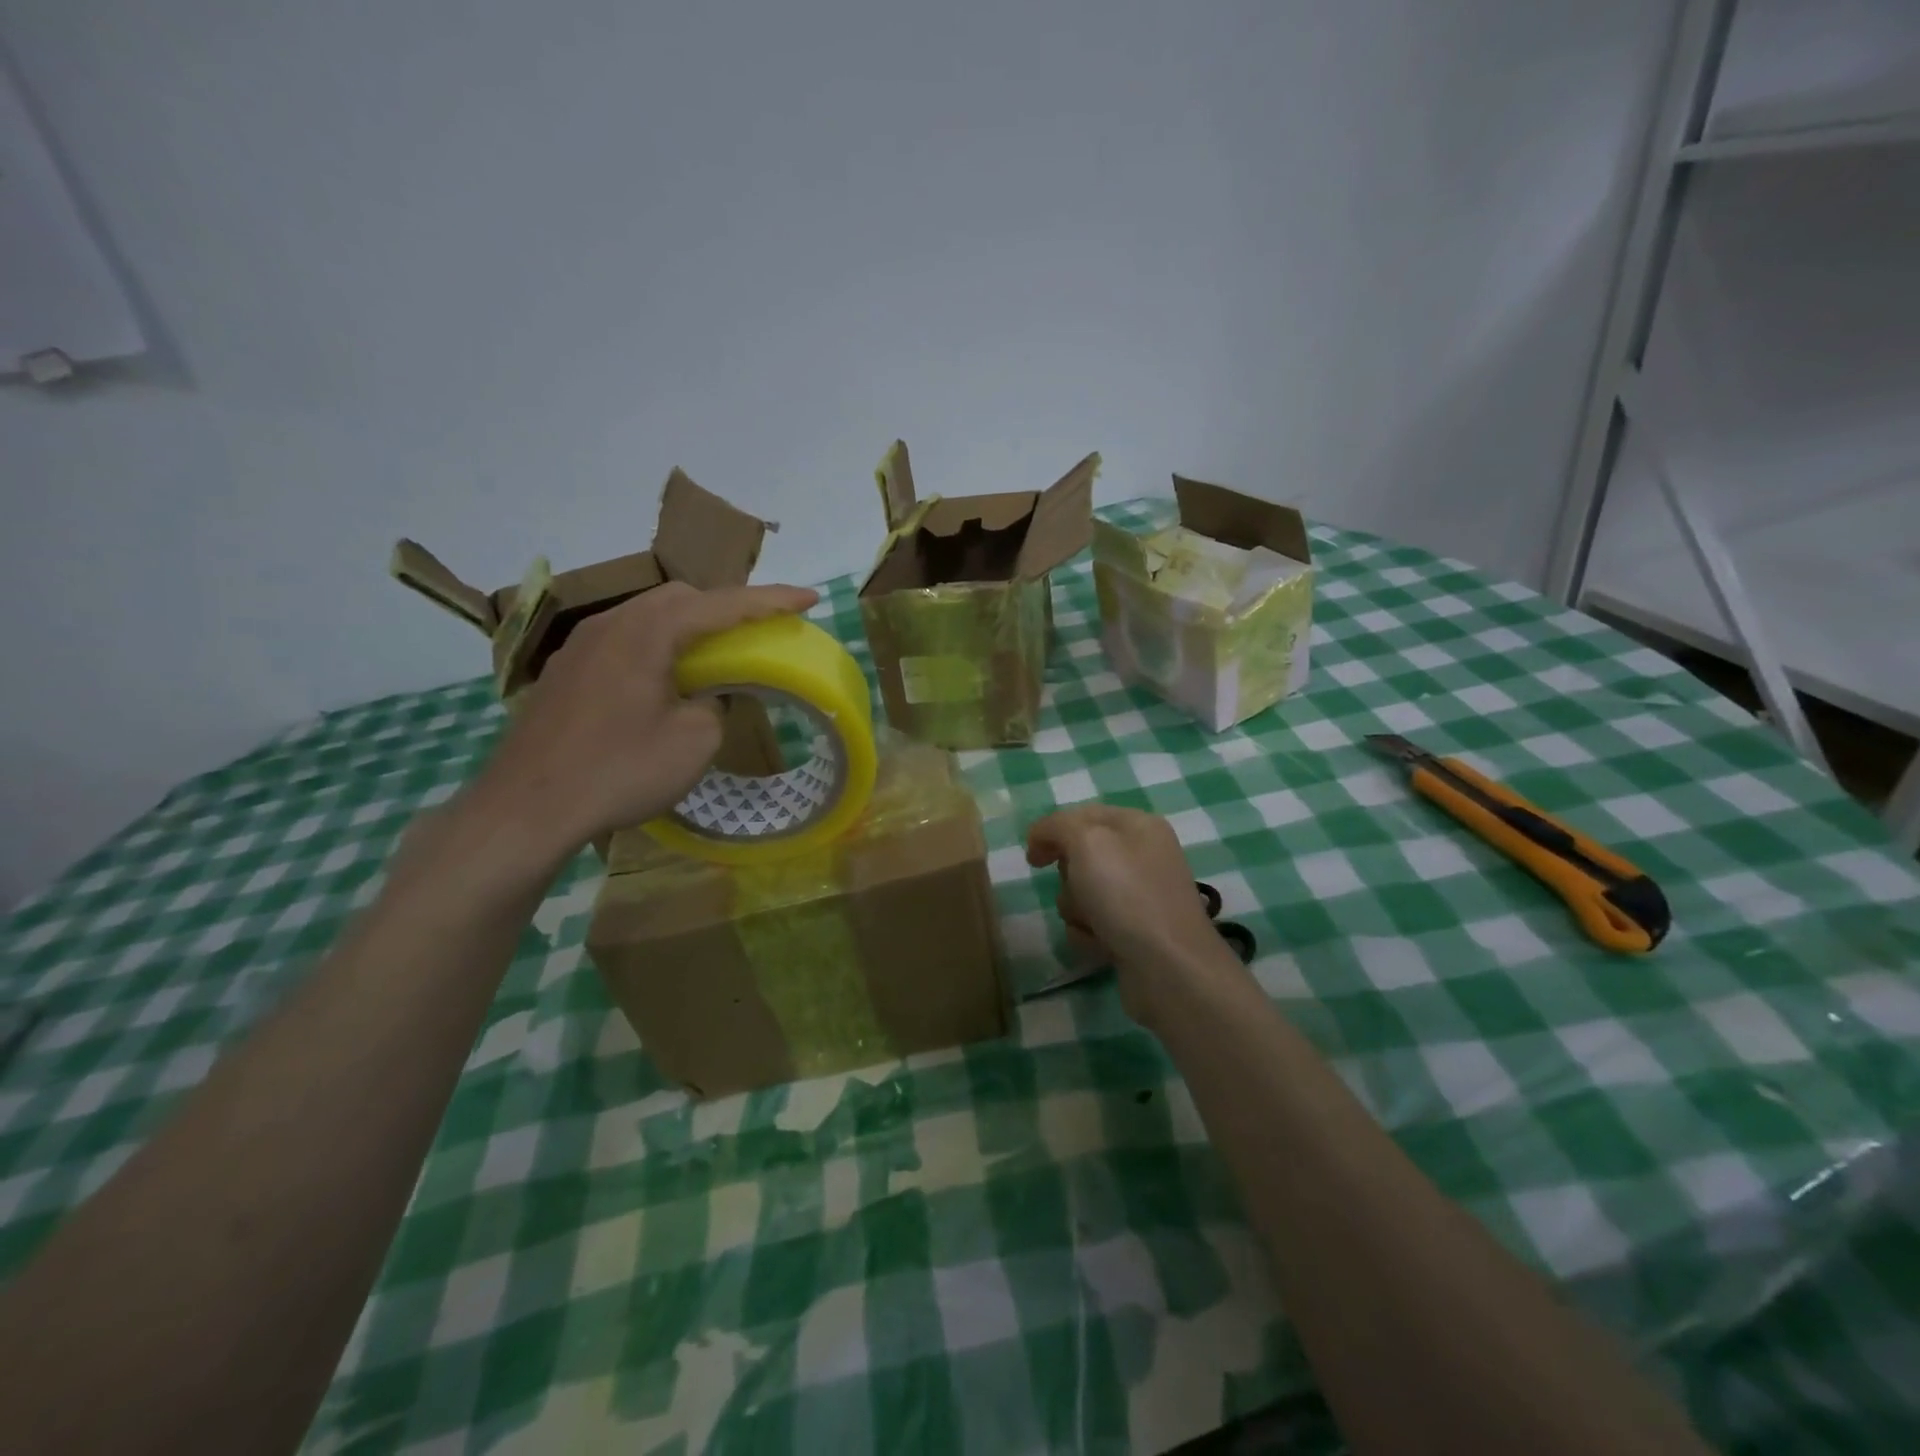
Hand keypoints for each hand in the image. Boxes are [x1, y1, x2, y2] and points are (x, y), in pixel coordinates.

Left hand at [462, 581, 818, 867]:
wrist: (526, 807)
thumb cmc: (619, 770)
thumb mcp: (693, 741)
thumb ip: (716, 704)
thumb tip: (707, 696)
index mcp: (648, 631)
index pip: (723, 604)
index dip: (773, 600)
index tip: (811, 597)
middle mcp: (611, 623)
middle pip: (681, 598)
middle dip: (727, 607)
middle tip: (760, 629)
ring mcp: (582, 645)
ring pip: (648, 616)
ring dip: (689, 626)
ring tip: (716, 652)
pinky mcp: (567, 670)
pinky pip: (625, 639)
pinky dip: (658, 645)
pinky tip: (665, 677)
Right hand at [1025, 805, 1243, 1027]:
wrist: (1169, 968)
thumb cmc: (1127, 895)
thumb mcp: (1087, 842)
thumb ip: (1058, 826)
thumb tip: (1040, 837)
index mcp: (1139, 825)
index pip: (1083, 815)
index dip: (1052, 831)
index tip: (1031, 858)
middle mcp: (1143, 856)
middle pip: (1080, 856)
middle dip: (1068, 876)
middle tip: (1079, 888)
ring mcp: (1140, 897)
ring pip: (1082, 893)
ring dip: (1076, 910)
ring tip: (1094, 923)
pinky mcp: (1135, 932)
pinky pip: (1094, 924)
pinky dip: (1089, 935)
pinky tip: (1102, 945)